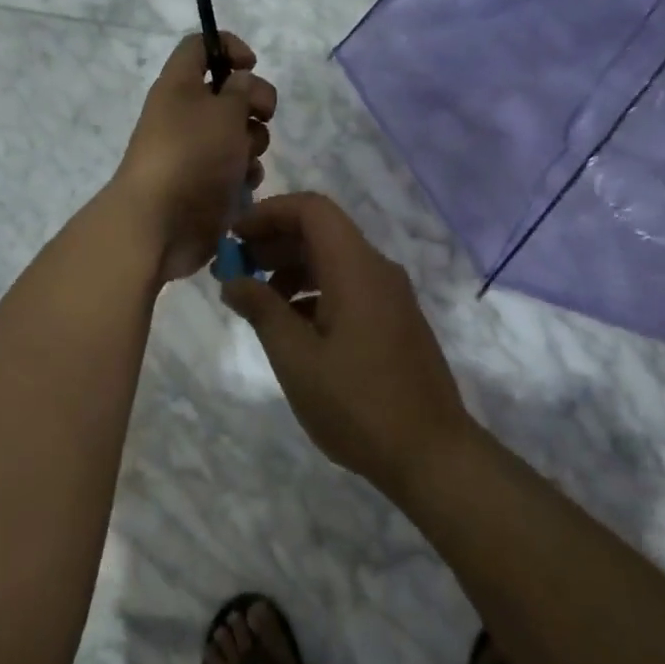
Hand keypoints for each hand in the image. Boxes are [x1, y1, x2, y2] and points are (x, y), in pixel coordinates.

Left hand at [112, 32, 276, 283]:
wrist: (161, 224)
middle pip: (228, 92)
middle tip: (261, 116)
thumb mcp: (224, 110)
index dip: (228, 47)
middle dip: (253, 103)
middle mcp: (184, 114)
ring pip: (238, 133)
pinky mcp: (206, 184)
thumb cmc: (192, 156)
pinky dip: (244, 174)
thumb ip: (241, 89)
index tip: (252, 65)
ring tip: (245, 160)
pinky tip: (244, 185)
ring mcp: (195, 151)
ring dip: (252, 142)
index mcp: (179, 85)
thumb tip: (240, 82)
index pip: (199, 46)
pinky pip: (235, 168)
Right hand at [220, 192, 473, 490]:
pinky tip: (291, 327)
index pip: (311, 209)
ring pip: (334, 261)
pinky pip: (349, 287)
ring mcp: (390, 296)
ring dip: (292, 269)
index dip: (269, 213)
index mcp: (356, 268)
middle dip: (274, 242)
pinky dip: (314, 292)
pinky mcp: (394, 321)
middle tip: (235, 269)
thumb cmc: (357, 403)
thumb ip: (262, 310)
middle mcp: (378, 271)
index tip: (234, 237)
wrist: (431, 454)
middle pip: (322, 232)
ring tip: (257, 302)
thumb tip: (233, 281)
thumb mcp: (296, 358)